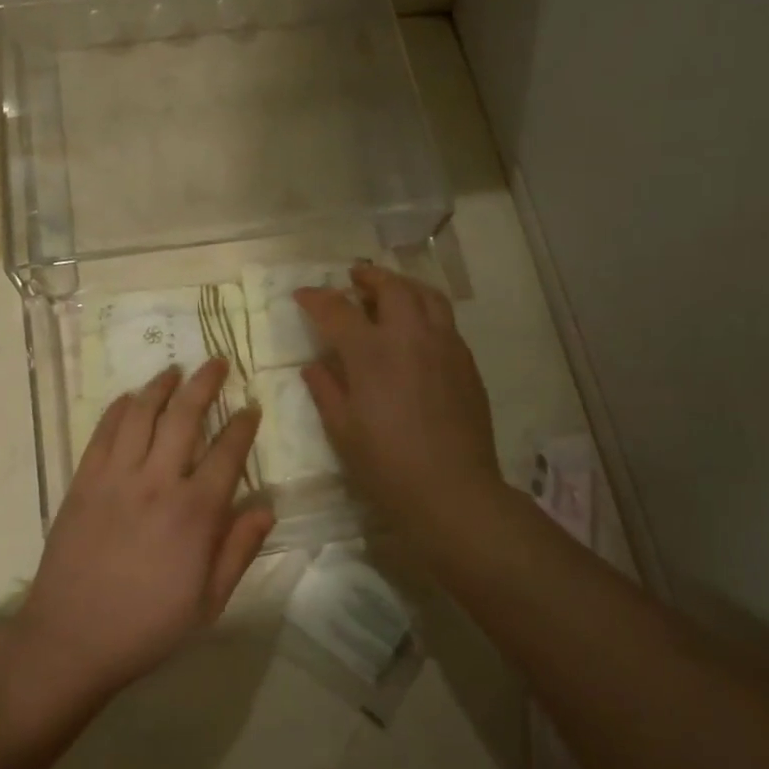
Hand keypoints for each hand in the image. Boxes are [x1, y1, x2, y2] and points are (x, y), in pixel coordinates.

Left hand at [12, 360, 272, 700]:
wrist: (71, 638)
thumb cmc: (147, 625)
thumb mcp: (208, 602)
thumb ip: (239, 550)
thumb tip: (266, 507)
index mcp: (195, 512)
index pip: (227, 452)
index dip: (242, 425)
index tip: (251, 407)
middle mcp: (157, 482)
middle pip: (185, 417)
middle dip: (204, 384)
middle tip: (217, 362)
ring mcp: (116, 477)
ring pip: (141, 414)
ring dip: (160, 386)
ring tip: (174, 370)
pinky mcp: (83, 480)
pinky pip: (103, 432)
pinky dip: (119, 409)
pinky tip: (130, 398)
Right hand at [296, 266, 503, 531]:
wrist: (454, 492)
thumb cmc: (387, 466)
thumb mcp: (343, 430)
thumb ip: (326, 389)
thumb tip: (314, 364)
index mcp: (372, 352)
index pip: (338, 309)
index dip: (316, 298)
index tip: (302, 294)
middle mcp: (410, 337)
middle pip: (391, 287)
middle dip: (368, 277)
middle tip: (353, 279)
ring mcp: (444, 345)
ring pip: (426, 295)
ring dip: (403, 285)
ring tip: (389, 291)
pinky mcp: (466, 362)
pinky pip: (445, 321)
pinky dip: (425, 310)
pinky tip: (416, 330)